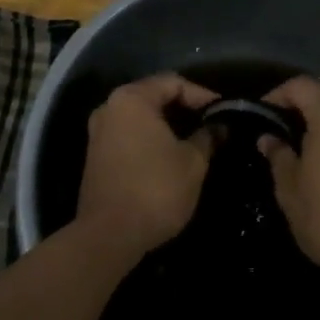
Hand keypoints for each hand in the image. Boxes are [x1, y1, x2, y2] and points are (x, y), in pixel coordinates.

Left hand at [76, 74, 218, 261]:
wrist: (108, 237)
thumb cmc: (155, 189)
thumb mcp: (192, 162)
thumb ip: (208, 137)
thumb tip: (220, 126)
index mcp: (132, 99)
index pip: (173, 82)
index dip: (201, 94)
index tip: (223, 111)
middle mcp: (110, 107)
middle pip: (154, 96)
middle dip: (184, 108)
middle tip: (210, 122)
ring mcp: (99, 132)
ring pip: (141, 117)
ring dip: (168, 125)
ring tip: (195, 139)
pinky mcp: (96, 156)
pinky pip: (129, 135)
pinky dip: (150, 139)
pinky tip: (170, 155)